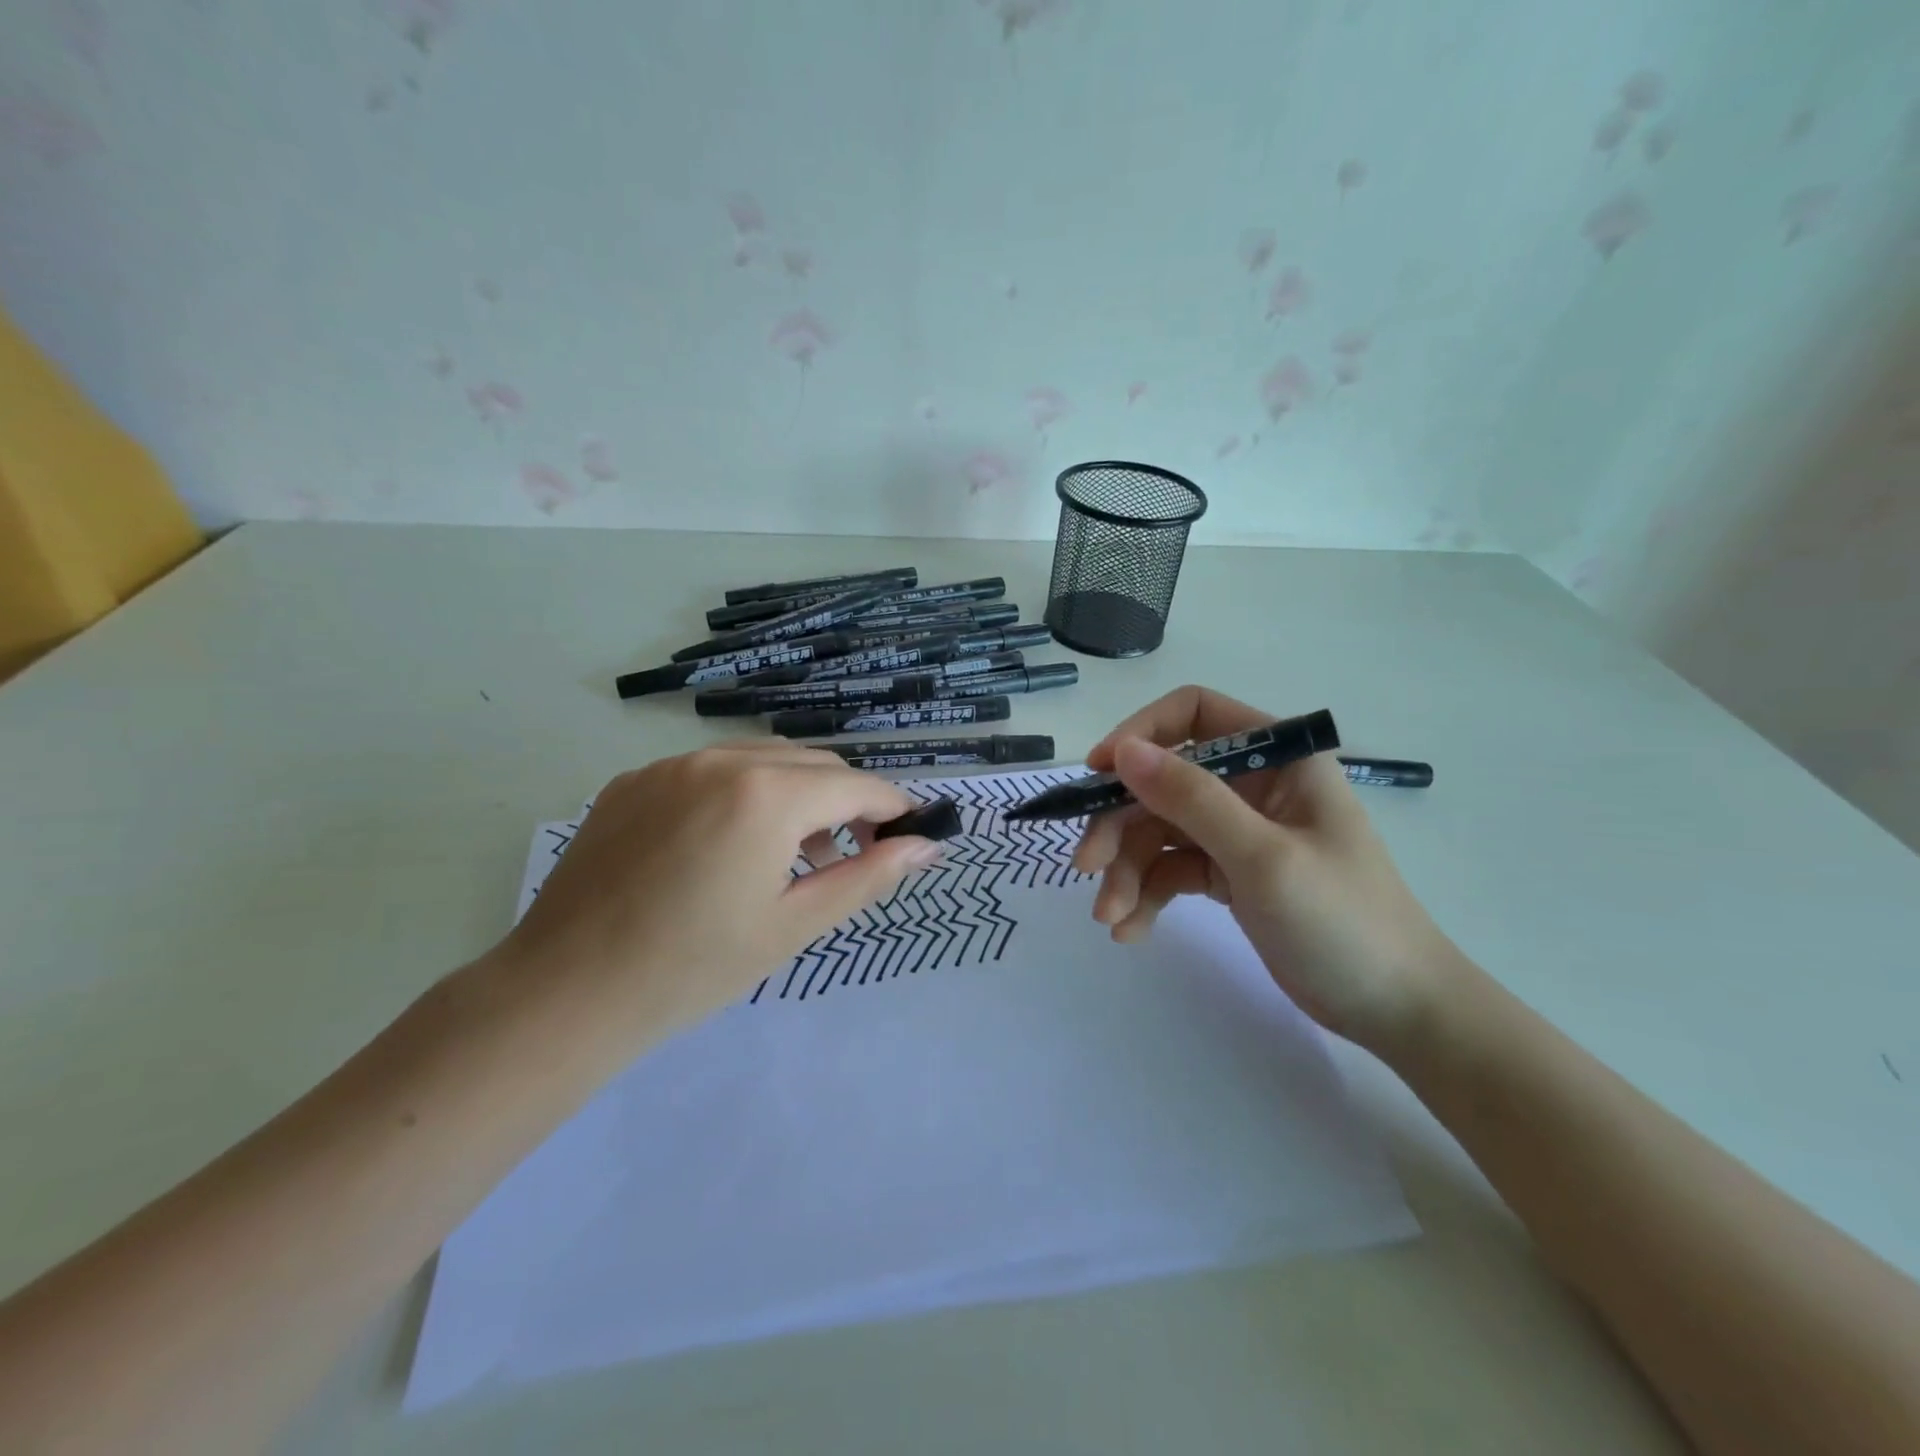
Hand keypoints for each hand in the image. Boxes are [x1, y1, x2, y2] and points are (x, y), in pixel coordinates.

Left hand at [499, 743, 941, 1040]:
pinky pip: (710, 772)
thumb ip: (868, 877)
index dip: (891, 808)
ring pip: (761, 761)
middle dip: (846, 801)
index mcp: (765, 794)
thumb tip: (926, 847)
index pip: (855, 785)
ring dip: (797, 795)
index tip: (908, 835)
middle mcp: (720, 760)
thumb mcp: (794, 925)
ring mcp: (670, 766)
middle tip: (855, 854)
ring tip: (796, 855)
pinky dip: (743, 794)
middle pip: (812, 764)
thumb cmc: (693, 968)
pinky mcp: (633, 782)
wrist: (565, 993)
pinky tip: (730, 846)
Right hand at [1071, 686, 1461, 1054]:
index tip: (1097, 774)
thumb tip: (1122, 751)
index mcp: (1277, 758)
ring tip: (1111, 918)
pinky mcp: (1230, 872)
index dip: (1139, 735)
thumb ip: (1192, 799)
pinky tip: (1131, 931)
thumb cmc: (1344, 922)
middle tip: (1087, 867)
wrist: (1398, 1010)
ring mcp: (1239, 829)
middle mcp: (1254, 784)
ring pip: (1160, 829)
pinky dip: (1148, 894)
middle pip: (1163, 781)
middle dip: (1121, 823)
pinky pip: (1173, 868)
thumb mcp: (1263, 857)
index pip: (1193, 715)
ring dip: (1127, 870)